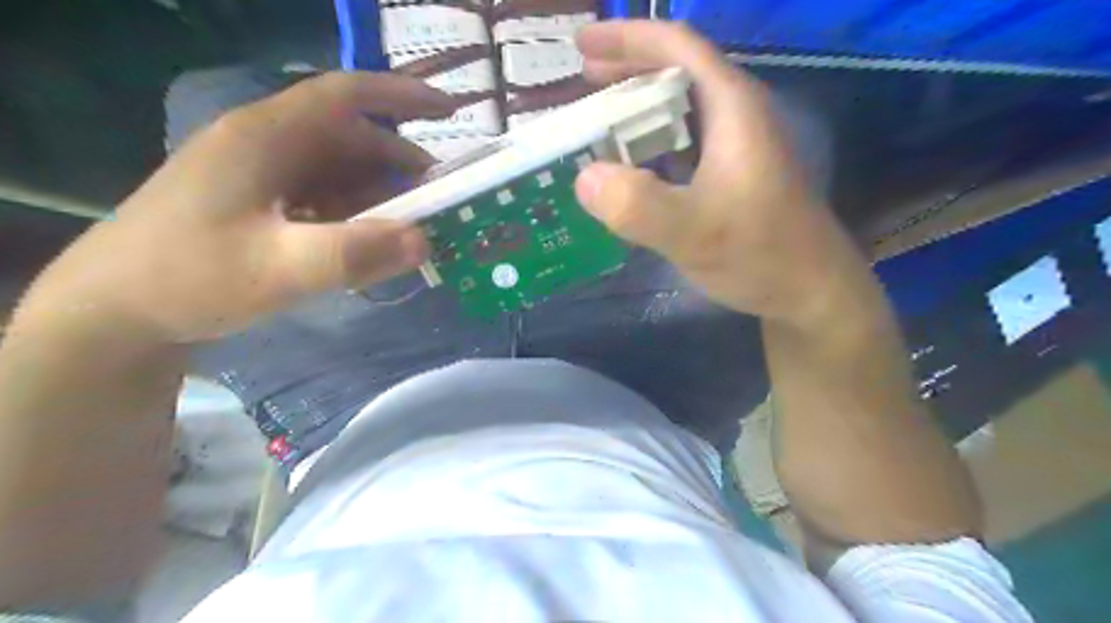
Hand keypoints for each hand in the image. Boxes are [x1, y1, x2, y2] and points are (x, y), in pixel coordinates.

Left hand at [19, 72, 448, 345]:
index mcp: (267, 138)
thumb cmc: (189, 277)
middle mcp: (267, 146)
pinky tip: (371, 242)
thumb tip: (424, 240)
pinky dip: (356, 215)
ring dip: (381, 195)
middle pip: (351, 139)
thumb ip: (354, 253)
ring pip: (340, 171)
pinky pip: (324, 198)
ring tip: (415, 226)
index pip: (346, 96)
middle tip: (443, 197)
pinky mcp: (262, 204)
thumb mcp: (278, 268)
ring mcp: (263, 176)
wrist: (116, 311)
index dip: (402, 96)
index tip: (451, 110)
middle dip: (401, 164)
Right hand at [574, 23, 867, 322]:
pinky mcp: (732, 174)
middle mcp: (737, 115)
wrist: (810, 291)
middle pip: (677, 71)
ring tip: (597, 119)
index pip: (677, 47)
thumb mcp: (695, 233)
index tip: (579, 42)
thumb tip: (584, 177)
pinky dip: (649, 142)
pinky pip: (682, 142)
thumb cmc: (760, 254)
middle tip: (581, 80)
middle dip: (627, 68)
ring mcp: (736, 146)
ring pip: (679, 107)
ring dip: (636, 106)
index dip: (626, 37)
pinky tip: (630, 165)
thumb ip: (639, 207)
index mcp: (732, 108)